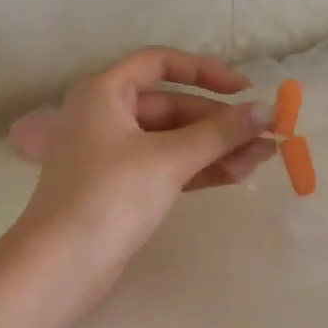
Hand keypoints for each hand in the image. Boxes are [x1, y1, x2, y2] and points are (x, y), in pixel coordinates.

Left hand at [13, 47, 275, 301]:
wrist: (61, 264)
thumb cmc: (110, 195)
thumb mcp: (169, 158)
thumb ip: (220, 133)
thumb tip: (267, 111)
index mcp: (105, 92)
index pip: (160, 63)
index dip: (205, 71)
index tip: (244, 89)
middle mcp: (106, 115)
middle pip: (173, 107)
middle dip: (219, 122)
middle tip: (265, 136)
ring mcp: (113, 154)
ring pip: (174, 140)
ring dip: (216, 148)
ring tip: (263, 159)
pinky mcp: (122, 187)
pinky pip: (167, 166)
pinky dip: (199, 169)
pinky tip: (238, 174)